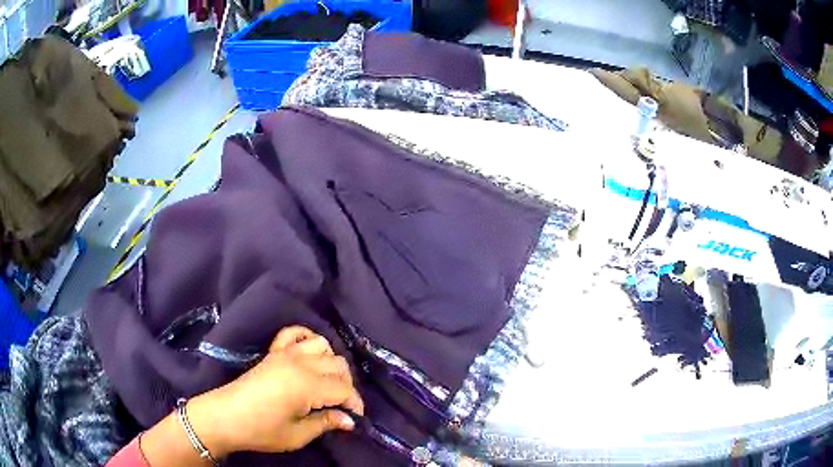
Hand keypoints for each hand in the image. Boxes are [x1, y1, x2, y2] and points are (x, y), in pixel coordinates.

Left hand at [188, 327, 363, 455]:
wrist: (225, 416)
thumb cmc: (261, 430)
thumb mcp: (297, 435)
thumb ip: (326, 423)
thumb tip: (349, 420)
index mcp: (307, 385)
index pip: (344, 388)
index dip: (355, 403)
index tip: (355, 417)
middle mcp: (300, 363)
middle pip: (338, 365)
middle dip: (346, 385)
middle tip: (342, 405)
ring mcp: (285, 353)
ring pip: (323, 345)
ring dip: (331, 362)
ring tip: (327, 382)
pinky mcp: (273, 352)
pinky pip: (294, 333)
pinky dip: (307, 338)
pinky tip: (309, 353)